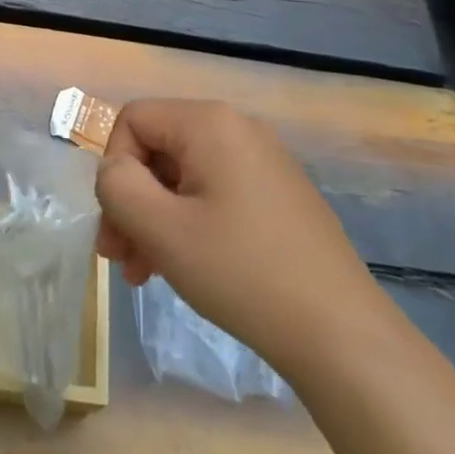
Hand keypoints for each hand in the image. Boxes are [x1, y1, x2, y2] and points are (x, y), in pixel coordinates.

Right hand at [95, 100, 389, 376]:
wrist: (340, 333)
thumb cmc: (241, 272)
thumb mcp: (160, 228)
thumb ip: (117, 186)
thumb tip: (114, 170)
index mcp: (209, 123)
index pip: (132, 120)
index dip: (114, 168)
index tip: (117, 224)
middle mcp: (238, 129)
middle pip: (157, 149)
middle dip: (131, 201)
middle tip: (120, 258)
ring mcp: (263, 161)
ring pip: (182, 177)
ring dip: (154, 219)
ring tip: (144, 272)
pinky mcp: (277, 194)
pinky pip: (213, 194)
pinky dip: (188, 224)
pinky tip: (183, 267)